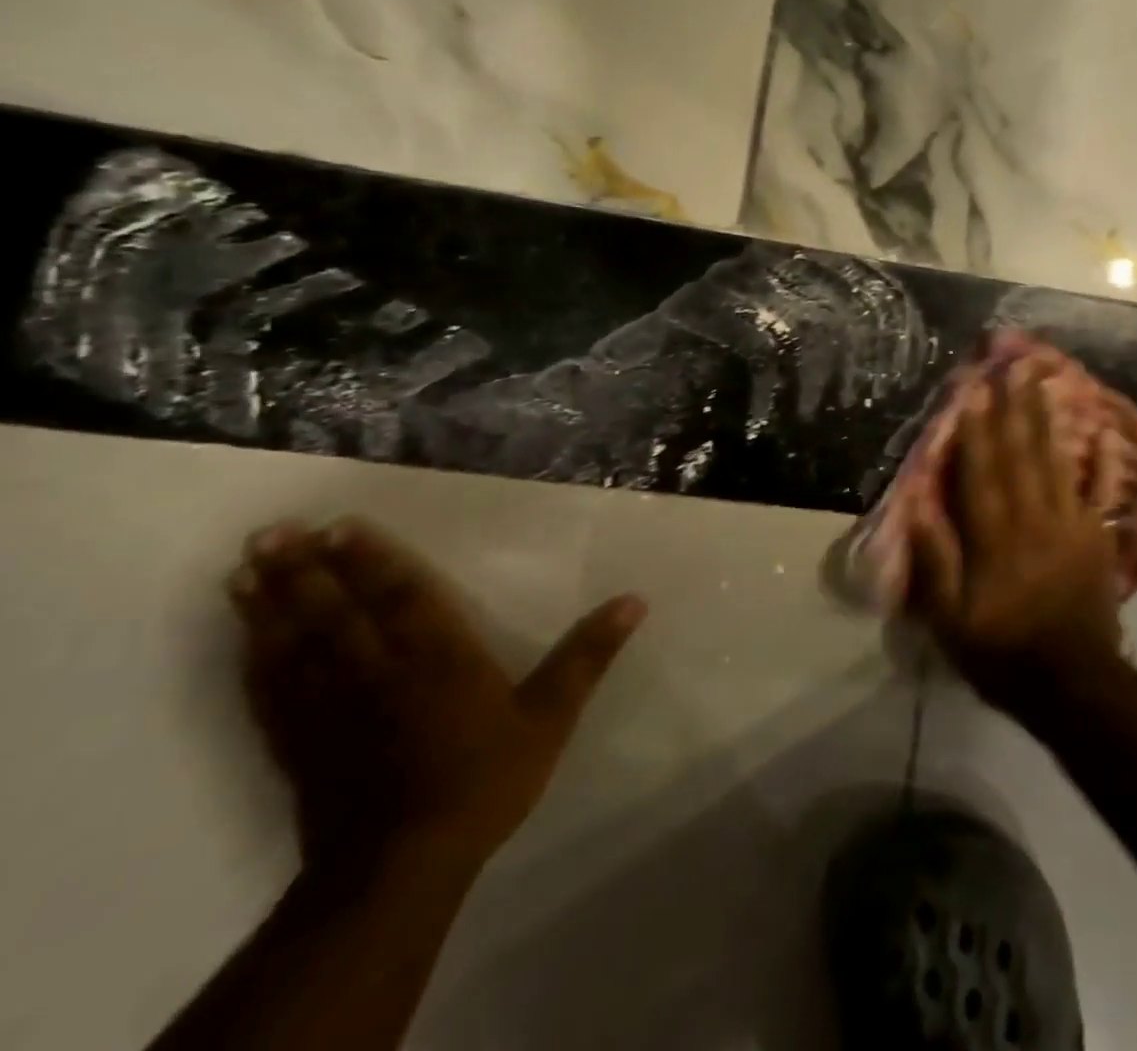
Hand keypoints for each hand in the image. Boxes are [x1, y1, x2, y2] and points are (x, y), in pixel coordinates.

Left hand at [227, 519, 644, 874]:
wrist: (400, 868)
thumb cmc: (484, 781)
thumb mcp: (551, 717)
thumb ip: (587, 656)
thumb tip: (634, 600)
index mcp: (439, 659)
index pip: (401, 597)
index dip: (372, 560)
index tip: (339, 526)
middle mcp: (378, 673)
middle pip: (335, 613)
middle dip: (304, 572)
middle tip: (270, 533)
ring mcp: (331, 710)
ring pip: (294, 647)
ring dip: (269, 607)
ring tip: (244, 571)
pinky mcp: (300, 745)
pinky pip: (271, 694)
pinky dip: (253, 663)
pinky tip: (244, 642)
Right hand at [908, 361, 1125, 708]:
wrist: (1075, 684)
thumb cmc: (1004, 653)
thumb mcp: (952, 622)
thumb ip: (936, 563)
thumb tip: (918, 508)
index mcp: (995, 539)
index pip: (981, 473)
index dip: (975, 431)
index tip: (973, 392)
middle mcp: (1033, 520)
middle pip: (1019, 455)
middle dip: (1012, 408)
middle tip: (1012, 367)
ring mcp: (1070, 524)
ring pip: (1053, 461)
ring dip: (1045, 419)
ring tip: (1040, 382)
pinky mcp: (1095, 536)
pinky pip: (1096, 490)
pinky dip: (1099, 460)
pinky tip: (1101, 432)